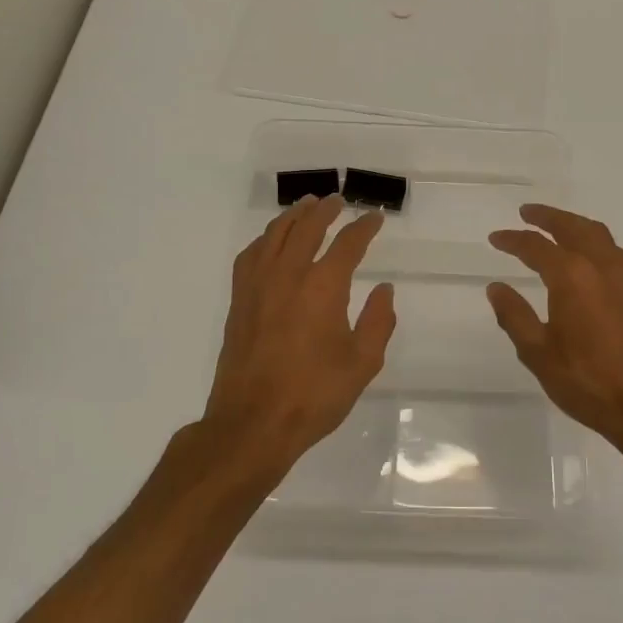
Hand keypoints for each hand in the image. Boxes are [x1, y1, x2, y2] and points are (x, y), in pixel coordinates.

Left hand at [202, 193, 395, 473]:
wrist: (253, 423)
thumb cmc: (314, 395)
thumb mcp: (362, 363)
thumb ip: (377, 322)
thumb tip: (384, 290)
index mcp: (323, 287)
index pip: (348, 244)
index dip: (364, 228)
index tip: (375, 218)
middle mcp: (288, 275)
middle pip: (306, 227)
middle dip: (325, 210)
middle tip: (337, 200)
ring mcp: (258, 286)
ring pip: (274, 235)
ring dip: (293, 216)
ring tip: (305, 207)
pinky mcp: (239, 301)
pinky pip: (250, 256)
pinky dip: (264, 240)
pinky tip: (269, 243)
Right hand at [488, 205, 622, 455]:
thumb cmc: (586, 381)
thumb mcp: (538, 352)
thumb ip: (514, 316)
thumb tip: (496, 287)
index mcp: (572, 277)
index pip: (535, 247)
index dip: (512, 240)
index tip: (496, 238)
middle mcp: (601, 265)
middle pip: (572, 227)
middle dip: (547, 217)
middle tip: (526, 212)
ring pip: (599, 234)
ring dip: (575, 224)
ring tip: (557, 226)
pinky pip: (617, 251)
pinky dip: (598, 242)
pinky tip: (594, 256)